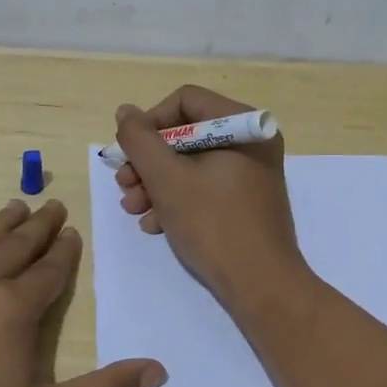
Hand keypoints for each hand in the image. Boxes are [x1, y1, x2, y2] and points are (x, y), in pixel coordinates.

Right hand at [113, 85, 305, 308]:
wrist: (261, 285)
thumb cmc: (214, 224)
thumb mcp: (167, 179)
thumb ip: (140, 140)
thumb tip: (126, 112)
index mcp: (242, 125)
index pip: (185, 101)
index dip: (150, 123)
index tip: (129, 153)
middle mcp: (250, 142)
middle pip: (185, 134)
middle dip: (148, 161)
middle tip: (125, 186)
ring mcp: (250, 173)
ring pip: (191, 164)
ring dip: (156, 184)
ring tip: (135, 209)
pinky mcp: (245, 201)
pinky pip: (205, 187)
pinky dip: (177, 201)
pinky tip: (156, 225)